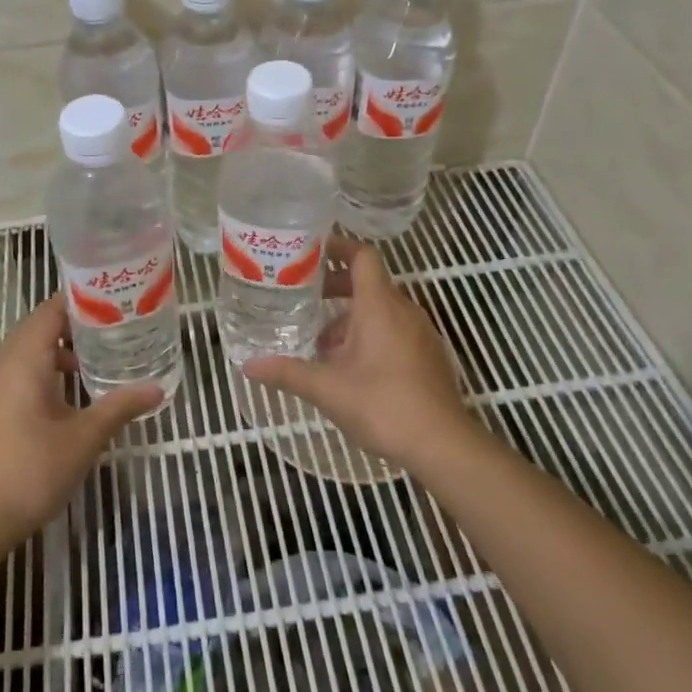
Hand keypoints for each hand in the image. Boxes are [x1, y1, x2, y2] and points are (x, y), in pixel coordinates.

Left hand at [0, 295, 163, 548]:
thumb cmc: (33, 469)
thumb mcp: (84, 437)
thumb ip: (120, 406)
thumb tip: (158, 388)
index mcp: (24, 359)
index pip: (51, 310)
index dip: (82, 299)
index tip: (115, 298)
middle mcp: (5, 364)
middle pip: (40, 326)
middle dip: (76, 322)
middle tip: (116, 323)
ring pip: (30, 350)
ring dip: (62, 347)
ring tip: (100, 353)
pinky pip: (22, 371)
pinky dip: (48, 368)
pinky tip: (74, 390)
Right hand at [243, 236, 476, 473]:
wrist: (443, 445)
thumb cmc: (383, 405)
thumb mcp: (327, 389)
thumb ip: (287, 373)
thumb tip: (248, 366)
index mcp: (379, 306)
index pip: (362, 256)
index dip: (337, 247)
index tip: (310, 251)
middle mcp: (403, 310)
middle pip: (368, 282)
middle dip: (335, 287)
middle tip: (304, 297)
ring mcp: (420, 333)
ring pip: (381, 310)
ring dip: (351, 317)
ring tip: (322, 342)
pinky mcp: (428, 355)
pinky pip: (395, 330)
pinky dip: (371, 334)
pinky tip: (351, 367)